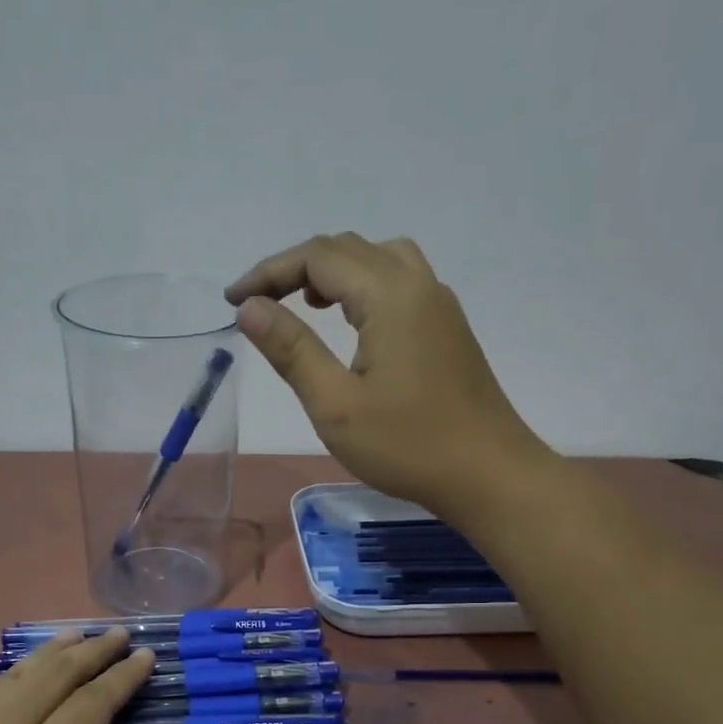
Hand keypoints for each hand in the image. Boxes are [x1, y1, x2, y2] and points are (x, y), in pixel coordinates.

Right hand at [226, 233, 543, 516]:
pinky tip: (352, 324)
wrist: (488, 474)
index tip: (233, 301)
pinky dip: (363, 285)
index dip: (269, 272)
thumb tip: (251, 308)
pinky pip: (399, 281)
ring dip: (333, 271)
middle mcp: (418, 284)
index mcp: (389, 295)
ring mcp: (439, 304)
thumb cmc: (408, 446)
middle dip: (295, 268)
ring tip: (305, 305)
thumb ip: (292, 350)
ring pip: (377, 259)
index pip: (318, 257)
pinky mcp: (447, 327)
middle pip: (347, 249)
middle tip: (259, 304)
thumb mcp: (336, 406)